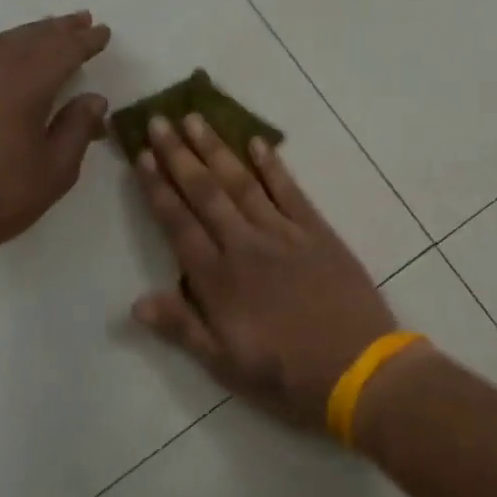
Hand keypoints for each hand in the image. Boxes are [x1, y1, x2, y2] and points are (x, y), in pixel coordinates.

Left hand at [0, 11, 111, 294]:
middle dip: (58, 28)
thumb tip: (94, 98)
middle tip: (81, 20)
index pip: (62, 51)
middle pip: (30, 38)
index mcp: (23, 87)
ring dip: (29, 33)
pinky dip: (0, 46)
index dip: (85, 41)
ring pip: (0, 42)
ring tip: (49, 31)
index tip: (103, 32)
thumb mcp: (54, 172)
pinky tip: (7, 55)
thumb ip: (77, 128)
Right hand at [131, 113, 397, 428]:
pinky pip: (290, 191)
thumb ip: (182, 328)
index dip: (158, 189)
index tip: (142, 156)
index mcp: (218, 280)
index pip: (178, 224)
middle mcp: (245, 246)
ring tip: (196, 119)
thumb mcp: (225, 366)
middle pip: (205, 192)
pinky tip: (257, 142)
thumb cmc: (287, 376)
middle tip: (160, 120)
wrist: (359, 371)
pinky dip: (272, 165)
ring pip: (242, 182)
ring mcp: (284, 234)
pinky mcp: (317, 232)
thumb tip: (136, 302)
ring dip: (217, 149)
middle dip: (179, 155)